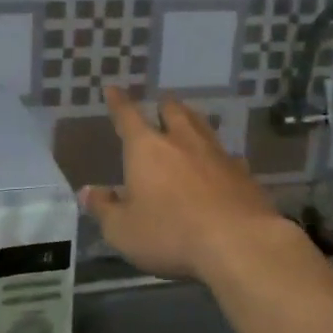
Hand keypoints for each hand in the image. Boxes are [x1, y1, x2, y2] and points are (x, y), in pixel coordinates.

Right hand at [81, 85, 294, 282]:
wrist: (239, 243)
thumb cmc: (170, 234)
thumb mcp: (122, 230)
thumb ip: (104, 209)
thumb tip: (88, 191)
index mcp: (147, 148)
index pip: (127, 116)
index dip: (119, 103)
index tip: (114, 89)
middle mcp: (182, 141)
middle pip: (173, 112)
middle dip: (164, 106)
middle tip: (161, 104)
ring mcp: (217, 155)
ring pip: (203, 127)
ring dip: (193, 121)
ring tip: (189, 121)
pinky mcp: (244, 174)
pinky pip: (228, 156)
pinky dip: (219, 156)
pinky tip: (222, 163)